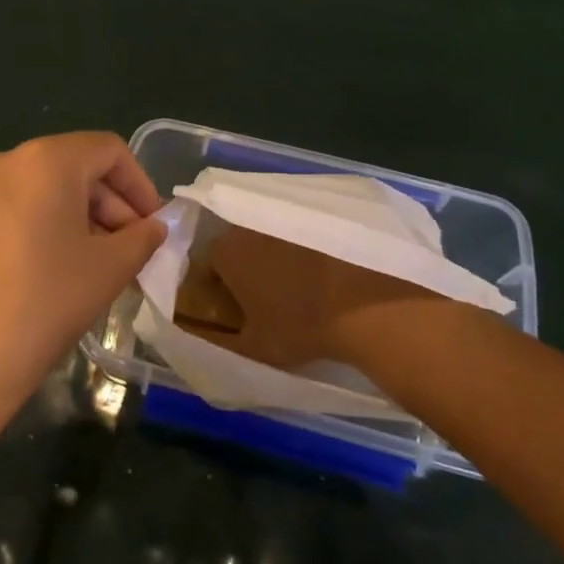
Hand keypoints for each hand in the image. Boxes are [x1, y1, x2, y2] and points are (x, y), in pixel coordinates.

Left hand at [0, 133, 166, 408]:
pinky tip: (70, 267)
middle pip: (78, 167)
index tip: (156, 226)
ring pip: (51, 189)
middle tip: (136, 250)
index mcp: (45, 159)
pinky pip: (25, 207)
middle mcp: (9, 161)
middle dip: (114, 205)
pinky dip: (55, 226)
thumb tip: (154, 227)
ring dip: (87, 218)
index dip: (141, 185)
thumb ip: (142, 237)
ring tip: (108, 265)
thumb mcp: (109, 267)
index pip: (109, 151)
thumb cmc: (46, 300)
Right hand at [197, 227, 440, 371]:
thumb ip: (216, 343)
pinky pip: (298, 232)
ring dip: (272, 257)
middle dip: (242, 269)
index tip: (229, 309)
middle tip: (260, 299)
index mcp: (226, 253)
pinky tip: (319, 273)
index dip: (213, 289)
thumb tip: (196, 337)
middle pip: (236, 247)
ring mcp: (286, 217)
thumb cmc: (301, 327)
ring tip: (293, 286)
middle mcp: (249, 226)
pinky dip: (302, 249)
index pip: (206, 267)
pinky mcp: (319, 216)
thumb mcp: (253, 348)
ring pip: (268, 238)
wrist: (368, 305)